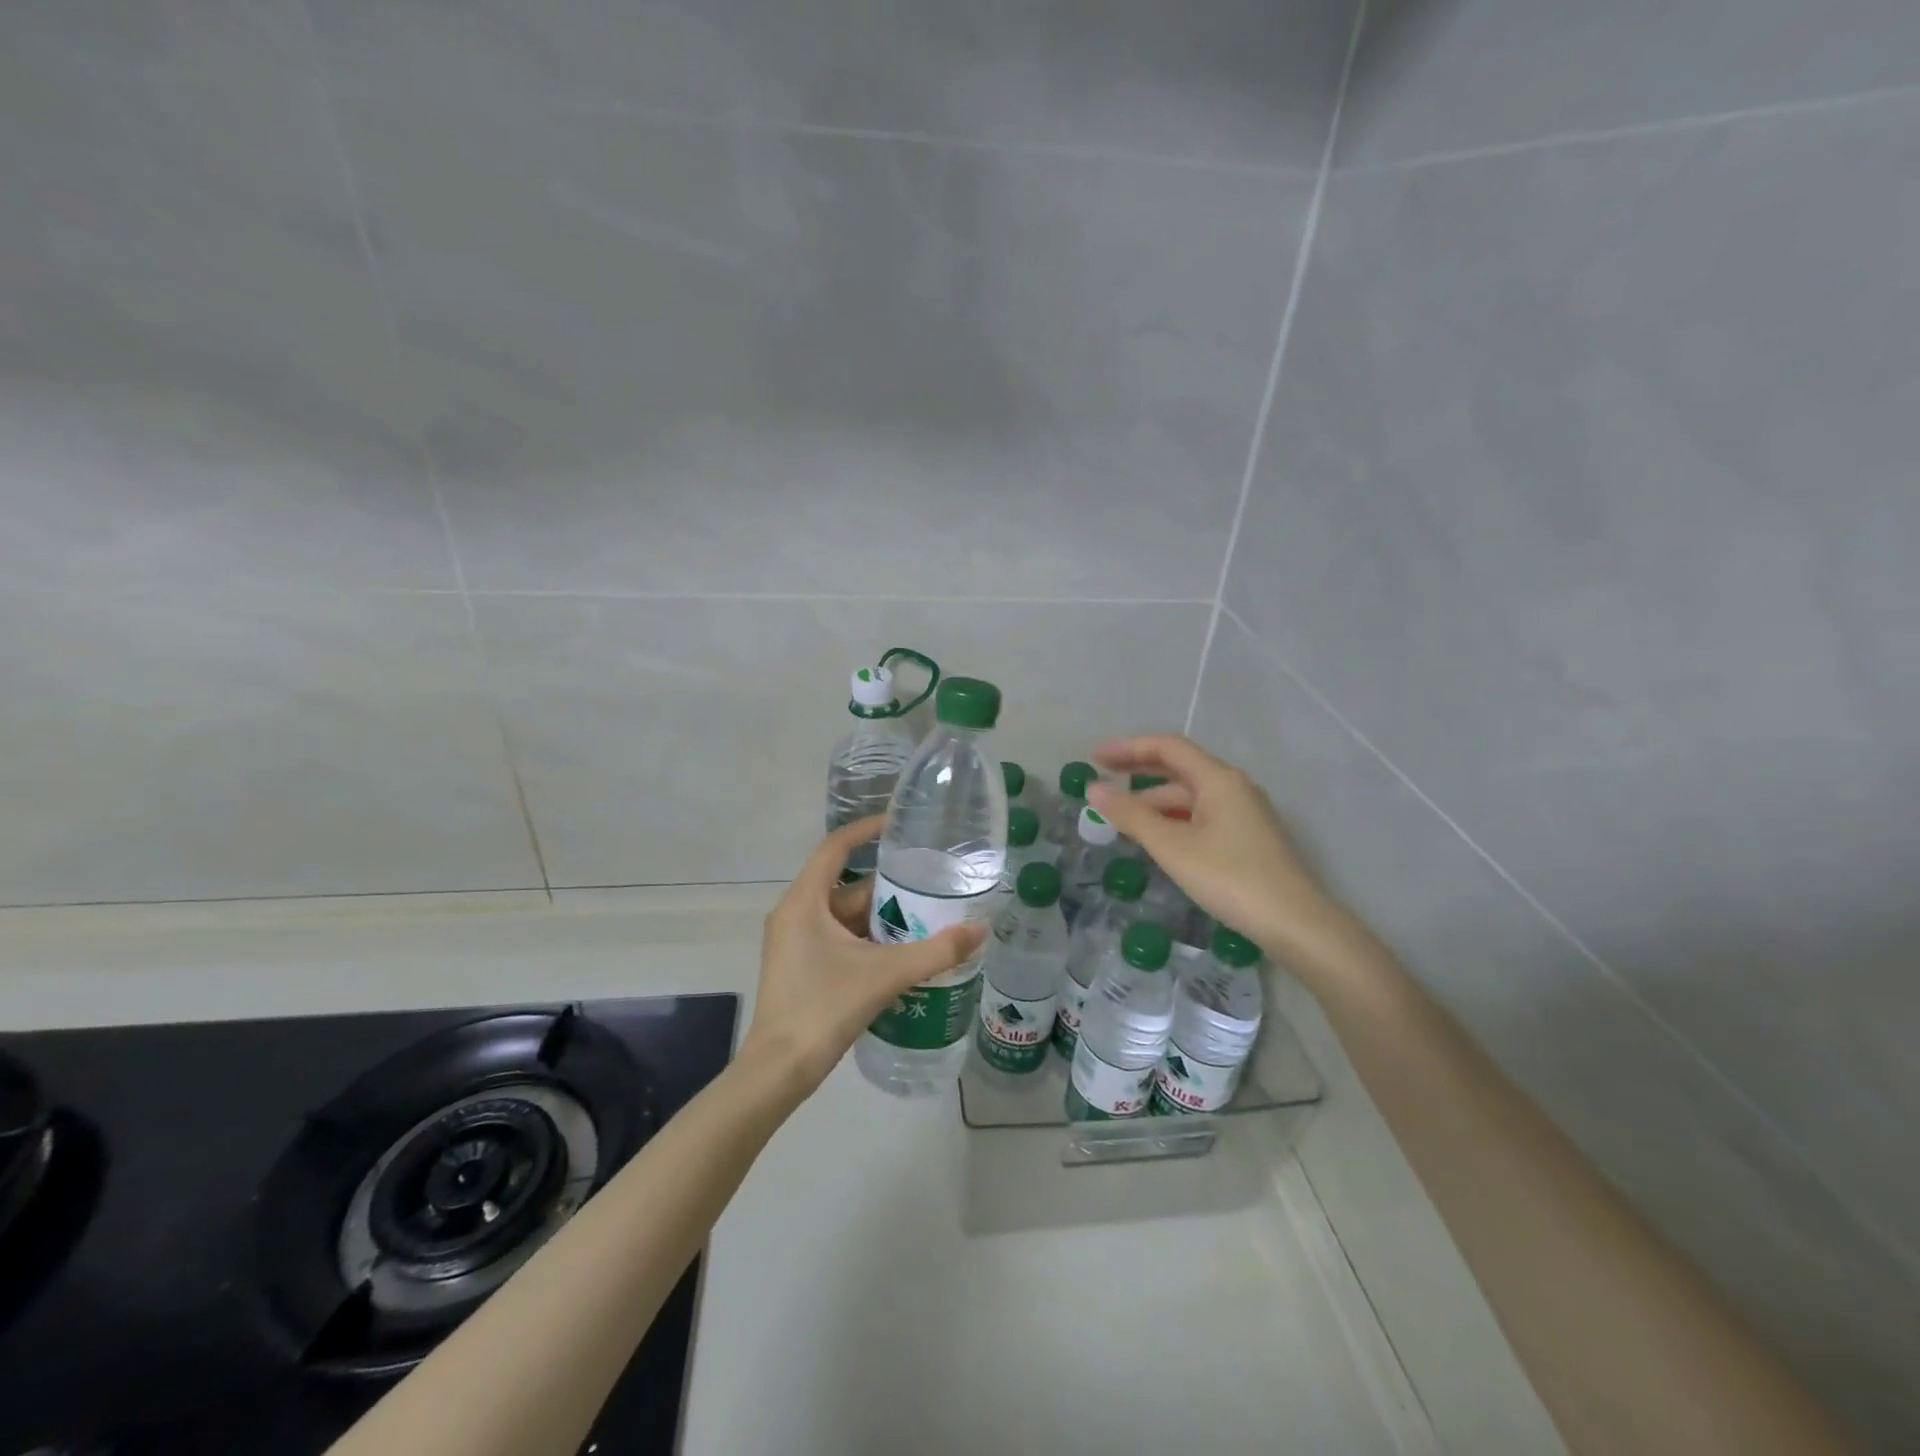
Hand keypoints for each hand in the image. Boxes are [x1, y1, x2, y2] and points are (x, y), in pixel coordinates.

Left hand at [744, 816, 987, 1095]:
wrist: (779, 1070)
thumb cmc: (824, 1008)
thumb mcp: (885, 975)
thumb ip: (936, 951)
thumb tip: (981, 929)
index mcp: (804, 902)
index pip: (835, 848)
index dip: (866, 830)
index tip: (898, 823)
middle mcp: (794, 913)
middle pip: (845, 885)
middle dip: (887, 885)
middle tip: (928, 882)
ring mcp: (794, 941)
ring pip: (843, 915)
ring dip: (880, 916)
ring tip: (925, 915)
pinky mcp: (800, 965)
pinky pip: (838, 937)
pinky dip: (867, 938)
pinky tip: (900, 951)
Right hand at [1086, 734, 1347, 973]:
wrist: (1294, 923)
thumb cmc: (1230, 878)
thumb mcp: (1172, 846)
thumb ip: (1131, 815)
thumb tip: (1094, 788)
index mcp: (1218, 779)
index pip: (1168, 748)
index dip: (1128, 749)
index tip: (1095, 759)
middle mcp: (1234, 787)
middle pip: (1179, 768)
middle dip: (1138, 773)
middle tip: (1102, 782)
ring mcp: (1244, 813)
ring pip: (1190, 796)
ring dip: (1154, 802)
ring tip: (1121, 819)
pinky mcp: (1247, 838)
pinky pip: (1201, 816)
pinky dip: (1173, 820)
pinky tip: (1156, 839)